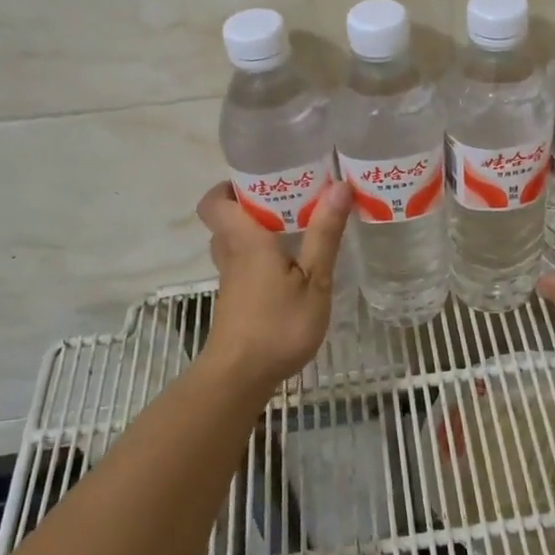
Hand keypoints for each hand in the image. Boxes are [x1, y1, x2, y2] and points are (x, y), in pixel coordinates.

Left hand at [196, 179, 352, 387]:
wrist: (241, 376)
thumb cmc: (278, 324)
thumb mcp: (314, 279)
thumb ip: (324, 234)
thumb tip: (339, 186)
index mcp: (245, 240)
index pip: (214, 202)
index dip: (228, 186)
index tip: (262, 178)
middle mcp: (231, 254)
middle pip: (227, 219)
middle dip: (254, 204)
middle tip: (292, 198)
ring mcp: (231, 280)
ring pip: (235, 243)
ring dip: (258, 231)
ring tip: (296, 227)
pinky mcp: (237, 300)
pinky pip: (243, 264)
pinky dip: (262, 257)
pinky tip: (293, 266)